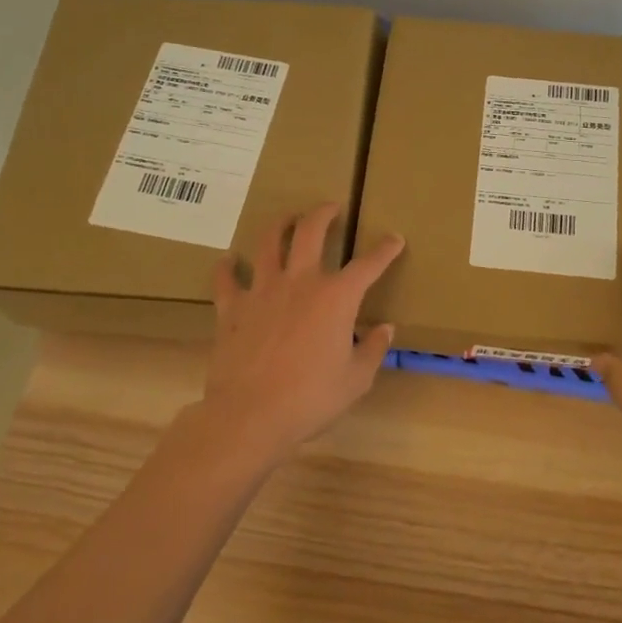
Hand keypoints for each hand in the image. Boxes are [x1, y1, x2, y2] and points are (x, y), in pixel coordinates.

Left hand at [200, 202, 403, 458]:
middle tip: (330, 207)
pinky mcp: (232, 308)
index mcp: (336, 298)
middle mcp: (300, 282)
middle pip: (310, 232)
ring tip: (286, 219)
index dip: (385, 249)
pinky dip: (227, 267)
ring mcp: (262, 291)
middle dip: (323, 214)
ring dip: (279, 225)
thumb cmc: (311, 398)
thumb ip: (372, 349)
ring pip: (268, 243)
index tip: (394, 239)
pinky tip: (228, 261)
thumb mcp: (355, 379)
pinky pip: (226, 279)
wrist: (249, 415)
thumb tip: (385, 329)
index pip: (368, 265)